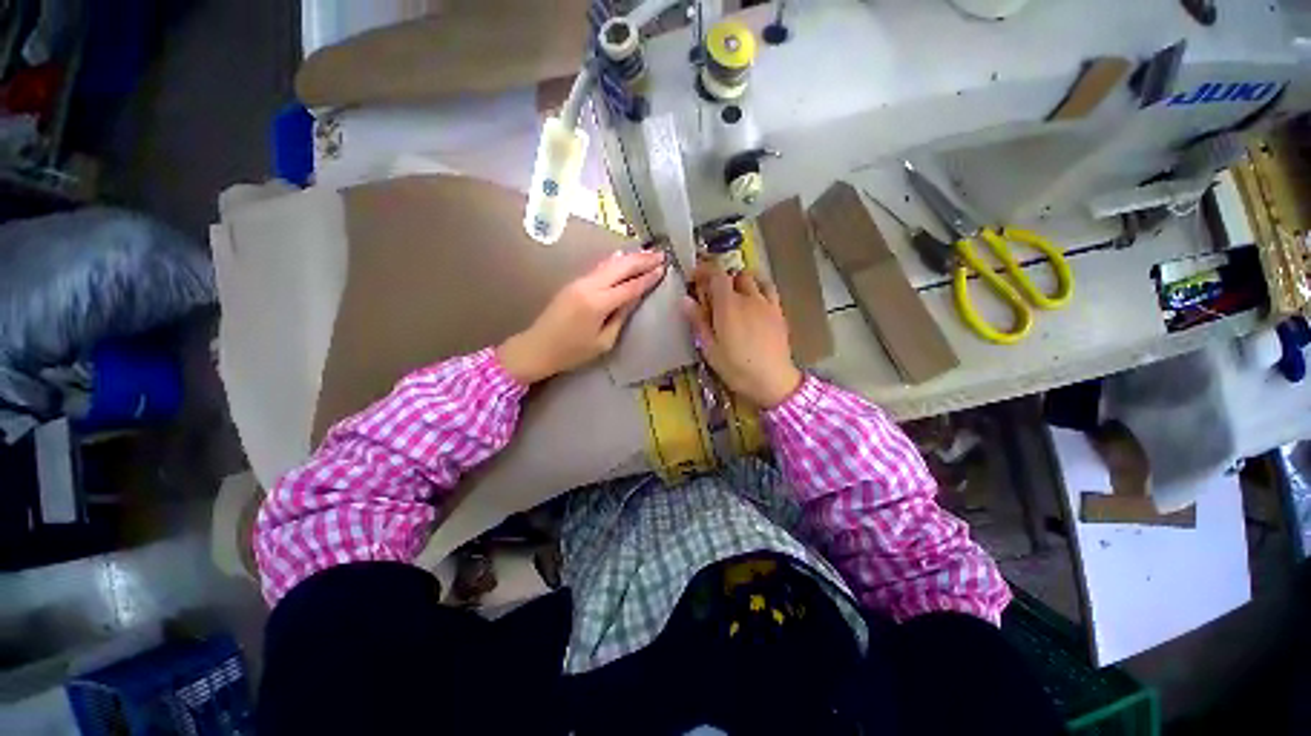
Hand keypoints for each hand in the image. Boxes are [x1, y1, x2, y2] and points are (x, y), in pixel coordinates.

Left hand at [498, 249, 665, 384]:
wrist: (537, 347)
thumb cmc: (572, 352)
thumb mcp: (603, 341)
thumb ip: (620, 317)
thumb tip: (633, 299)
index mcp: (598, 303)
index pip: (630, 286)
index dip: (648, 277)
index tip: (663, 268)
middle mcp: (589, 286)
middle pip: (620, 267)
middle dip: (642, 260)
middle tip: (660, 255)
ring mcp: (579, 281)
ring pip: (609, 263)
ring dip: (629, 257)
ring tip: (647, 253)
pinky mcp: (573, 283)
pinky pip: (599, 267)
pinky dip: (614, 261)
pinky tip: (622, 256)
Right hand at [682, 264, 801, 407]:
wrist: (773, 380)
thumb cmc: (736, 368)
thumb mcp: (710, 349)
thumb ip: (698, 321)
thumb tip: (685, 300)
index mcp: (728, 305)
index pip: (716, 274)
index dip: (704, 271)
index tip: (695, 278)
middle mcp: (748, 297)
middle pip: (733, 275)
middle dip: (720, 279)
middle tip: (711, 295)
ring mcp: (766, 303)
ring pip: (752, 278)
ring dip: (739, 282)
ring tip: (733, 296)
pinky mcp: (778, 312)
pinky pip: (769, 289)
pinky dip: (759, 287)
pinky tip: (754, 301)